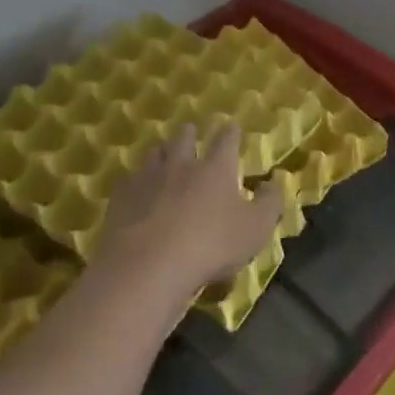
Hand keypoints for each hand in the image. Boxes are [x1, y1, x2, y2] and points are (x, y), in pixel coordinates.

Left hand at [99, 125, 283, 297]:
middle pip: (184, 137)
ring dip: (162, 152)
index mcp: (216, 167)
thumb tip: (273, 182)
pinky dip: (135, 181)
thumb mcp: (256, 229)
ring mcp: (148, 178)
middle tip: (191, 133)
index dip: (230, 132)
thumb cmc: (211, 245)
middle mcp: (181, 163)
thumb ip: (270, 203)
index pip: (226, 139)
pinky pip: (129, 180)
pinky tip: (136, 190)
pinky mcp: (121, 197)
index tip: (232, 128)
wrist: (148, 266)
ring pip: (154, 153)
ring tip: (164, 156)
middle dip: (189, 133)